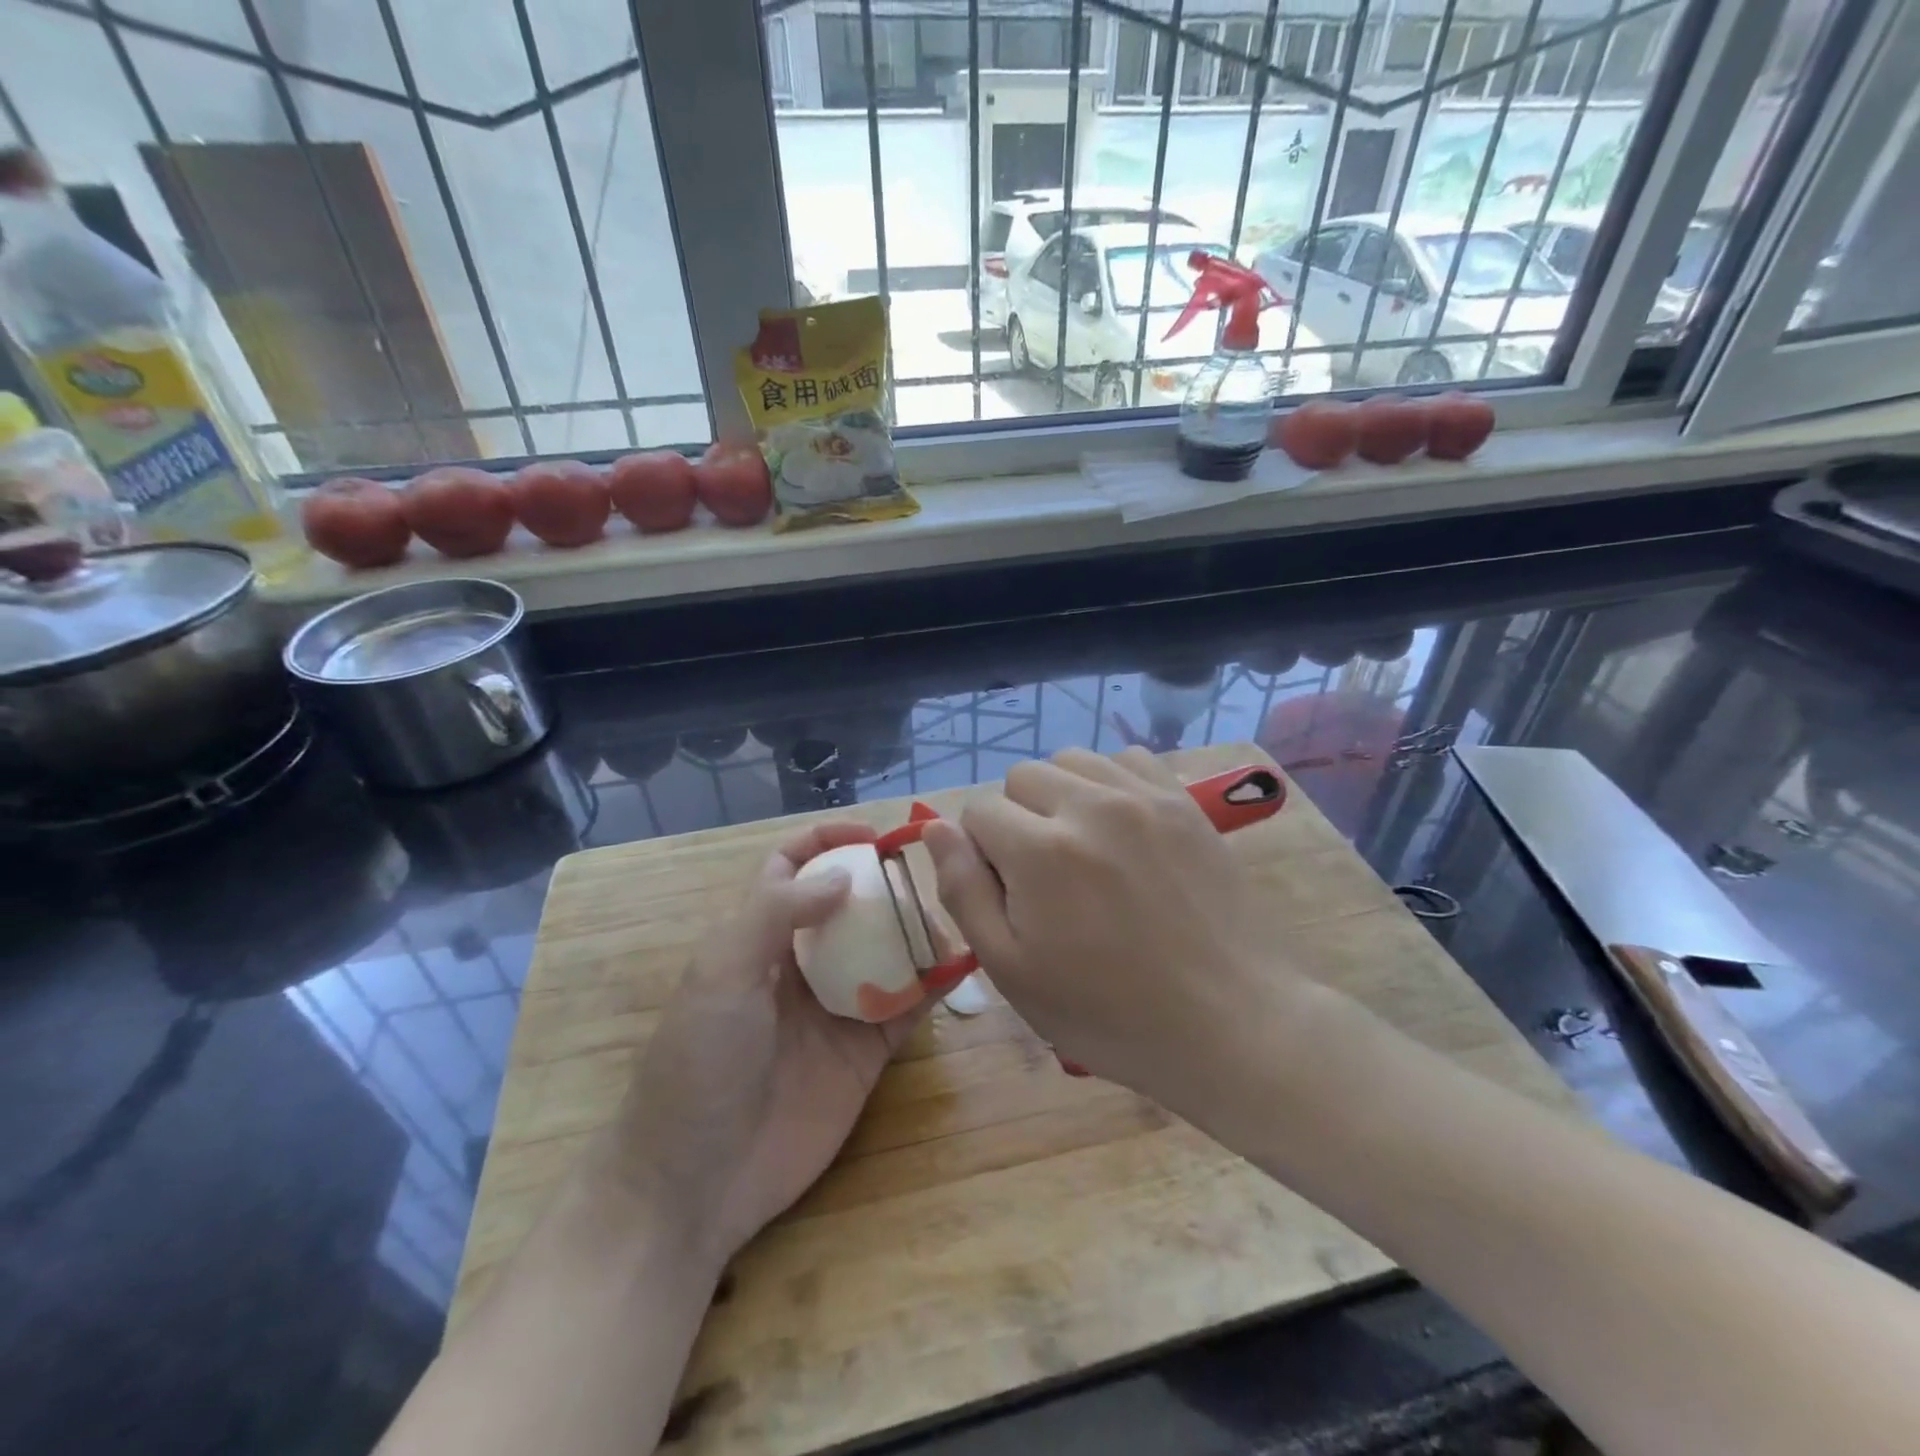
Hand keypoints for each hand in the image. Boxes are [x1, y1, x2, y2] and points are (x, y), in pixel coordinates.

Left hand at [598, 822, 928, 1267]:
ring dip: (915, 932)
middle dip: (883, 885)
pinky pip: (906, 1008)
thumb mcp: (723, 972)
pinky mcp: (865, 1053)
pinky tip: (961, 965)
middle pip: (848, 907)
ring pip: (883, 952)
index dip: (827, 840)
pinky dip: (934, 985)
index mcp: (757, 937)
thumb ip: (779, 912)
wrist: (697, 1183)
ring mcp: (835, 1009)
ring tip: (950, 917)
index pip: (791, 868)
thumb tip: (844, 875)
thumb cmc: (700, 1061)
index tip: (874, 836)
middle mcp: (799, 965)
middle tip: (927, 877)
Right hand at [923, 747, 1292, 1111]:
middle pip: (1022, 777)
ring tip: (1083, 847)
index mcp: (1040, 851)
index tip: (1010, 894)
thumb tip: (935, 828)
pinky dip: (1111, 782)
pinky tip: (1122, 827)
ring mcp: (1143, 797)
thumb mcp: (1012, 971)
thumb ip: (964, 891)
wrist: (1229, 1022)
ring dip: (1062, 795)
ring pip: (1072, 760)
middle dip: (1017, 819)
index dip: (982, 853)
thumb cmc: (1109, 1012)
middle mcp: (1089, 805)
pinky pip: (1128, 758)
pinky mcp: (1184, 801)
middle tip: (1045, 876)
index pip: (978, 812)